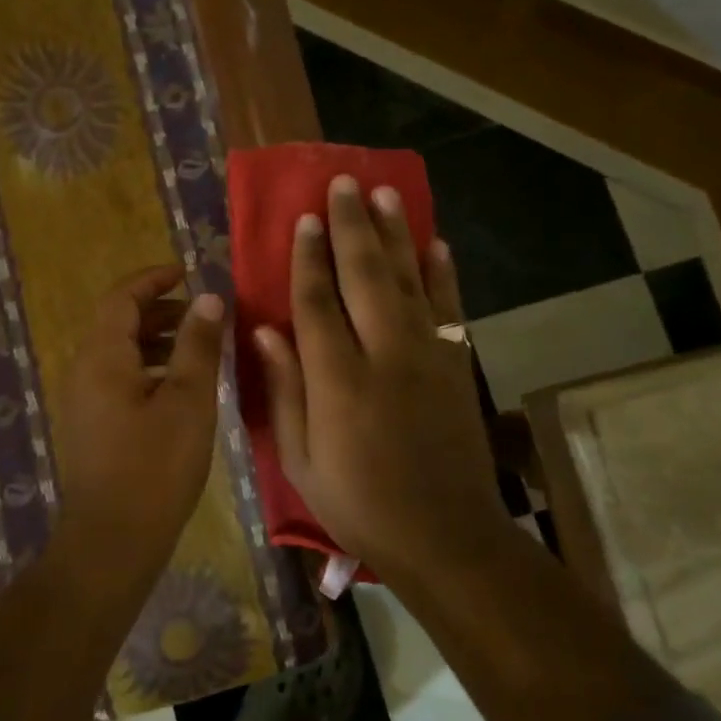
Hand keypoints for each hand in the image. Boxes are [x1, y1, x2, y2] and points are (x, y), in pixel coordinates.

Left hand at [54, 266, 226, 568]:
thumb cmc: (155, 466)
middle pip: (119, 323)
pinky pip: (119, 379)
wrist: (113, 541)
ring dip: (157, 341)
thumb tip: (208, 297)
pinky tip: (181, 389)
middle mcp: (84, 371)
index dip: (153, 279)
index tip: (186, 271)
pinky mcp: (93, 426)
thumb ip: (198, 344)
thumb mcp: (188, 400)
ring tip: (199, 348)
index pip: (122, 297)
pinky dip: (150, 369)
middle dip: (160, 311)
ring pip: (121, 353)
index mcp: (102, 357)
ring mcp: (85, 401)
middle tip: (202, 313)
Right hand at [254, 176, 506, 583]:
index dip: (308, 258)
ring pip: (409, 280)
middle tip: (344, 184)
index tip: (304, 219)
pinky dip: (442, 273)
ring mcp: (427, 356)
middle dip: (352, 226)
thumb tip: (264, 330)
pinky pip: (449, 307)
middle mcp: (385, 355)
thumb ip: (285, 389)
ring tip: (386, 194)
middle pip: (365, 276)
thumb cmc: (359, 503)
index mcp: (338, 380)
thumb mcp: (301, 459)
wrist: (446, 536)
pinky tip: (436, 244)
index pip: (317, 303)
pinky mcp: (456, 365)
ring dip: (396, 234)